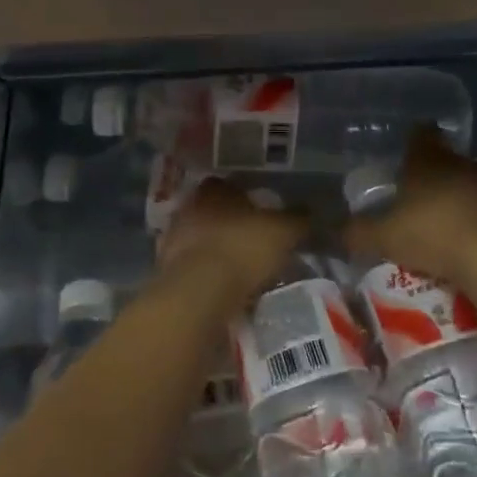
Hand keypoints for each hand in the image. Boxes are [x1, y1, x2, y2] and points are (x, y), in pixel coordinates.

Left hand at [158, 178, 306, 299]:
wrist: (199, 291)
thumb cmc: (243, 248)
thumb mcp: (283, 232)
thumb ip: (298, 219)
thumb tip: (310, 211)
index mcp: (215, 190)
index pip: (228, 185)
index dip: (245, 196)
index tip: (260, 210)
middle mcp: (189, 207)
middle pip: (212, 211)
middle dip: (229, 223)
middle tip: (252, 239)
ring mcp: (173, 238)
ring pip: (199, 238)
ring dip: (215, 249)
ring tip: (239, 267)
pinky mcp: (166, 269)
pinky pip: (191, 266)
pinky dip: (205, 274)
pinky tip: (222, 286)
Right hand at [343, 128, 476, 287]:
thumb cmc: (432, 237)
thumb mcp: (383, 238)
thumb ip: (357, 232)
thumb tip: (335, 229)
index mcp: (426, 163)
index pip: (421, 136)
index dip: (416, 138)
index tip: (411, 148)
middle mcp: (461, 163)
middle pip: (449, 157)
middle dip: (440, 170)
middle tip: (427, 192)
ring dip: (470, 188)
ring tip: (459, 212)